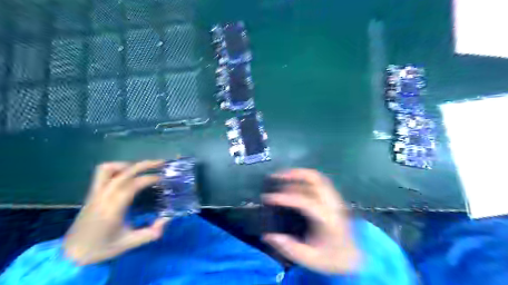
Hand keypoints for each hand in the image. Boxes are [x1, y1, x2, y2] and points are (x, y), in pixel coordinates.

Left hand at [63, 161, 167, 264]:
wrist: (71, 254)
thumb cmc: (102, 248)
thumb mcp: (130, 243)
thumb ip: (151, 233)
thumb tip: (166, 219)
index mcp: (113, 208)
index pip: (133, 185)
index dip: (150, 178)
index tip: (163, 179)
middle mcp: (104, 196)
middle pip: (124, 172)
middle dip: (145, 165)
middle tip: (161, 163)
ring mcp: (96, 193)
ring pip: (109, 169)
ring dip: (128, 165)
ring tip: (142, 169)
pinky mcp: (92, 193)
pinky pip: (101, 173)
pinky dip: (116, 168)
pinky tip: (126, 174)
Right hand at [262, 169, 360, 273]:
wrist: (352, 257)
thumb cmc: (330, 258)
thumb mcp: (309, 258)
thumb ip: (289, 247)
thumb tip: (268, 236)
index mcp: (327, 220)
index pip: (305, 202)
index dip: (285, 198)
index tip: (268, 198)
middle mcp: (333, 205)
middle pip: (315, 180)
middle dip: (294, 175)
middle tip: (276, 176)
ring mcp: (335, 199)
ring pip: (318, 177)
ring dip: (299, 173)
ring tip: (283, 175)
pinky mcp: (334, 198)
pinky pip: (319, 181)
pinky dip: (305, 177)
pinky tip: (294, 181)